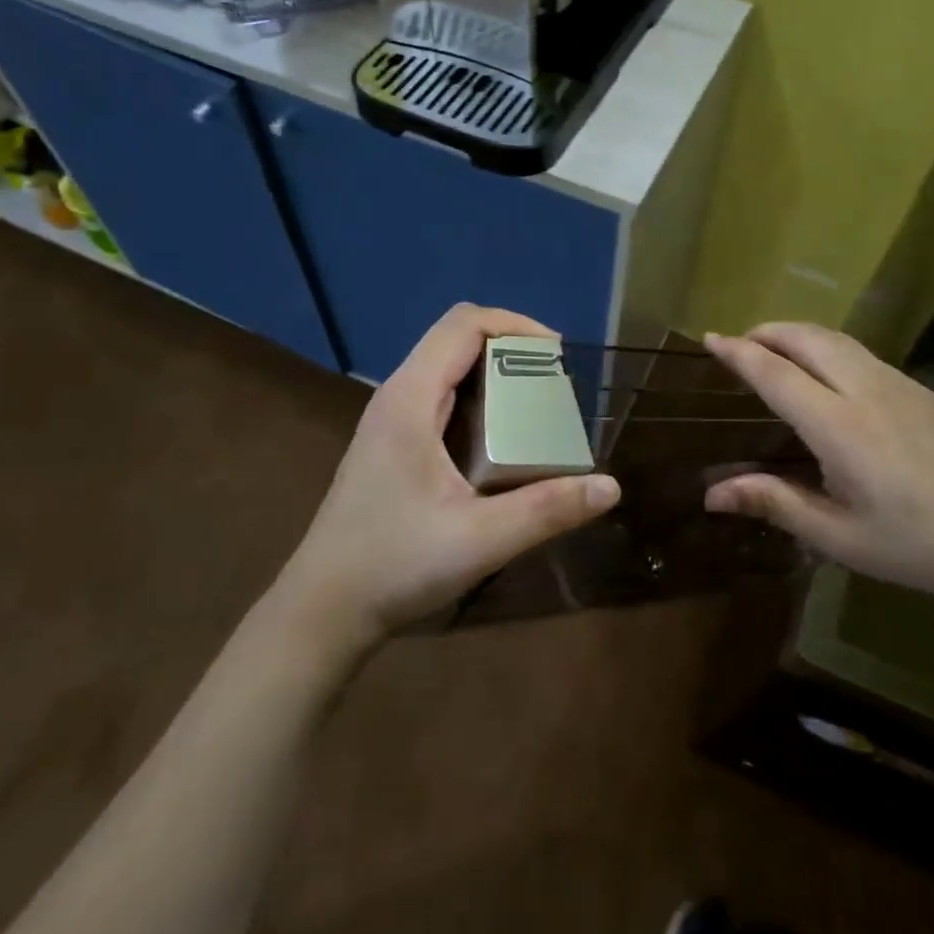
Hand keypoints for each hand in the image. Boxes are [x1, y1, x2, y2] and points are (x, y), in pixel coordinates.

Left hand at [276, 304, 620, 644]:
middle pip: (456, 340)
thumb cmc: (394, 566)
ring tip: (537, 410)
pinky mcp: (391, 444)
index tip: (558, 356)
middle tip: (555, 387)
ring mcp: (390, 420)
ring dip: (495, 375)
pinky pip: (440, 397)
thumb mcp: (480, 540)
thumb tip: (610, 487)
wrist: (323, 609)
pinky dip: (478, 400)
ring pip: (447, 369)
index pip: (463, 324)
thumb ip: (547, 510)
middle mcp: (397, 396)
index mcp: (410, 399)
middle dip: (511, 350)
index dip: (515, 325)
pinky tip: (500, 443)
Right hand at [702, 323, 933, 613]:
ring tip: (774, 349)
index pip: (776, 374)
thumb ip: (774, 503)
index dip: (739, 353)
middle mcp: (866, 391)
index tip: (711, 339)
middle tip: (739, 343)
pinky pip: (860, 352)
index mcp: (839, 426)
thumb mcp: (838, 535)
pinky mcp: (920, 389)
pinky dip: (826, 346)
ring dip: (797, 334)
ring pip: (836, 339)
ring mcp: (898, 384)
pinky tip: (825, 371)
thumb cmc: (915, 545)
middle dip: (767, 332)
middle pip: (806, 339)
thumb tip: (711, 495)